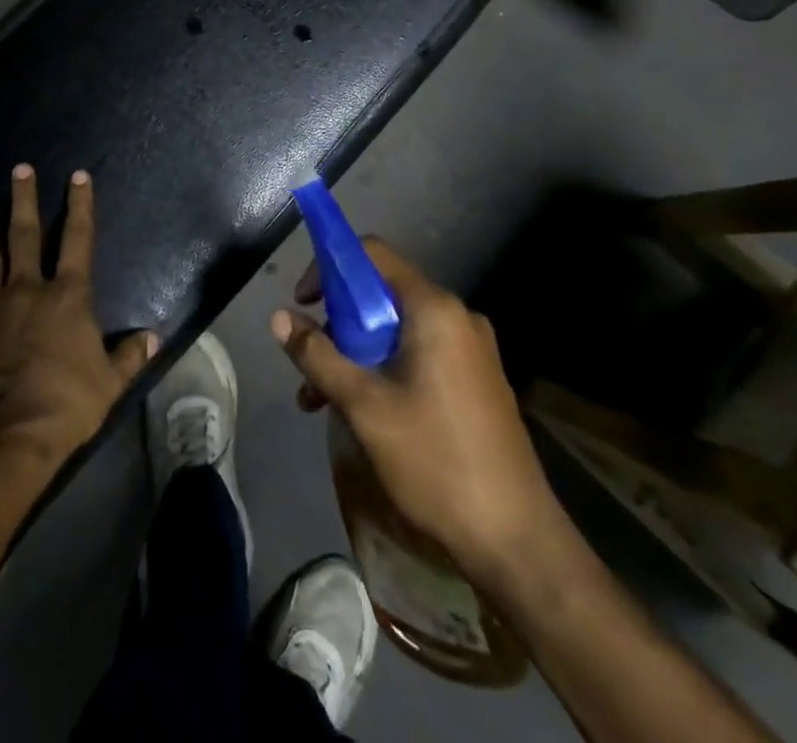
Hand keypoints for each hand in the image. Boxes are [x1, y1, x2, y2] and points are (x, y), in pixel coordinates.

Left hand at [0, 165, 157, 470]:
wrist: (6, 436)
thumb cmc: (66, 403)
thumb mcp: (109, 382)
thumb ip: (128, 355)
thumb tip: (152, 336)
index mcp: (66, 297)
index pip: (78, 240)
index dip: (80, 206)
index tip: (77, 175)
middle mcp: (26, 293)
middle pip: (25, 237)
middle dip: (24, 201)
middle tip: (19, 169)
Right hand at [272, 239, 558, 578]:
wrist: (516, 541)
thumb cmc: (435, 460)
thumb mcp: (364, 406)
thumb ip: (318, 355)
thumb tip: (279, 317)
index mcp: (434, 309)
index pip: (373, 255)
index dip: (331, 268)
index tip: (304, 303)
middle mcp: (456, 317)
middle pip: (382, 295)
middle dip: (337, 325)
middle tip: (310, 365)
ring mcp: (471, 350)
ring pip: (396, 331)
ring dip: (355, 355)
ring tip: (320, 402)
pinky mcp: (476, 381)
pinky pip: (418, 355)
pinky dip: (383, 371)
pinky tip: (361, 415)